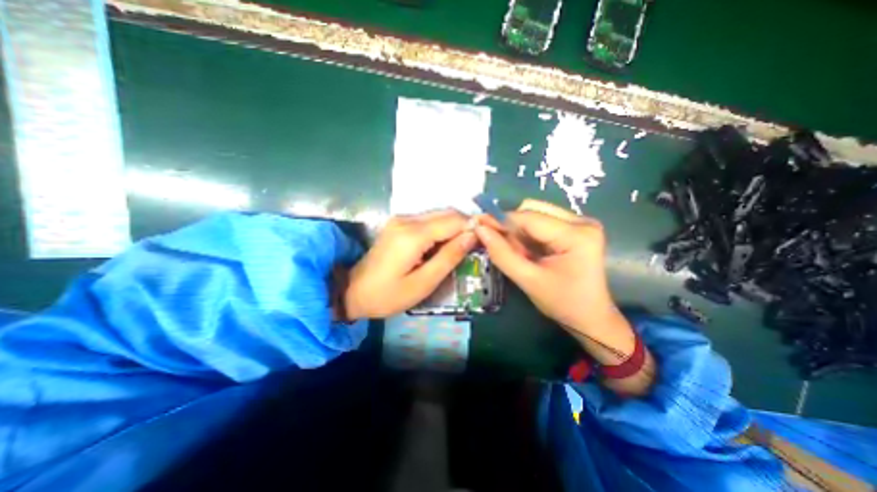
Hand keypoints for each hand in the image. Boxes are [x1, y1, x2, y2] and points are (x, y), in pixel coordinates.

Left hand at [347, 208, 475, 317]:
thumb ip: (449, 257)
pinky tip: (446, 244)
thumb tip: (472, 236)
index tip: (490, 236)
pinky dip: (442, 229)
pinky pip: (428, 221)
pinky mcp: (398, 224)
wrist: (352, 291)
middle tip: (480, 243)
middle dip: (466, 225)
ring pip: (438, 215)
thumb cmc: (388, 295)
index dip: (474, 226)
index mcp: (413, 235)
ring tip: (466, 245)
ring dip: (455, 227)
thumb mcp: (423, 283)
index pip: (453, 220)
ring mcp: (401, 219)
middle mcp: (407, 219)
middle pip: (446, 214)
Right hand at [472, 199, 615, 335]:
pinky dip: (527, 234)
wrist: (590, 317)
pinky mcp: (576, 228)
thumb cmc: (562, 303)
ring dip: (518, 231)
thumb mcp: (528, 280)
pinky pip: (542, 222)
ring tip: (516, 252)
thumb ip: (502, 254)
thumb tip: (480, 230)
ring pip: (535, 214)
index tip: (478, 225)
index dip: (500, 220)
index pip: (529, 218)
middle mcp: (582, 221)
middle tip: (498, 244)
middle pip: (533, 210)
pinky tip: (526, 251)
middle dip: (511, 226)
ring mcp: (581, 223)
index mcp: (576, 235)